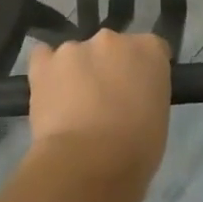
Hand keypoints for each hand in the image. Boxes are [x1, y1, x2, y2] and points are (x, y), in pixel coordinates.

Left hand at [26, 30, 172, 186]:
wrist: (89, 163)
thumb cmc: (136, 149)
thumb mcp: (158, 116)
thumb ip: (146, 93)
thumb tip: (130, 98)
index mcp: (150, 49)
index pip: (151, 49)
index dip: (143, 71)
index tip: (139, 92)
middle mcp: (113, 39)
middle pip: (111, 47)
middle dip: (109, 67)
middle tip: (106, 101)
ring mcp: (75, 48)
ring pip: (77, 55)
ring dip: (78, 72)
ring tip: (72, 107)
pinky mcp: (44, 64)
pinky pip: (43, 57)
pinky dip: (47, 71)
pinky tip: (50, 92)